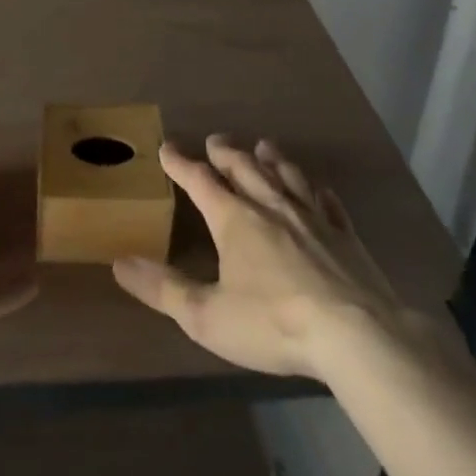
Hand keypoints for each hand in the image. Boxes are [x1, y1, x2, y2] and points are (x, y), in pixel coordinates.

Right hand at [113, 135, 439, 380]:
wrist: (355, 334)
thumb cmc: (273, 323)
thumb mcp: (207, 315)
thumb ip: (163, 289)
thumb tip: (120, 263)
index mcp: (233, 218)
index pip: (199, 180)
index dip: (180, 163)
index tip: (166, 147)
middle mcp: (270, 205)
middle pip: (243, 167)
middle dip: (225, 152)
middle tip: (215, 140)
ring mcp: (311, 216)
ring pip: (286, 175)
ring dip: (271, 159)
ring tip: (263, 146)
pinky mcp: (345, 235)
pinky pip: (328, 202)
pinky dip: (317, 190)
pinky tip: (319, 189)